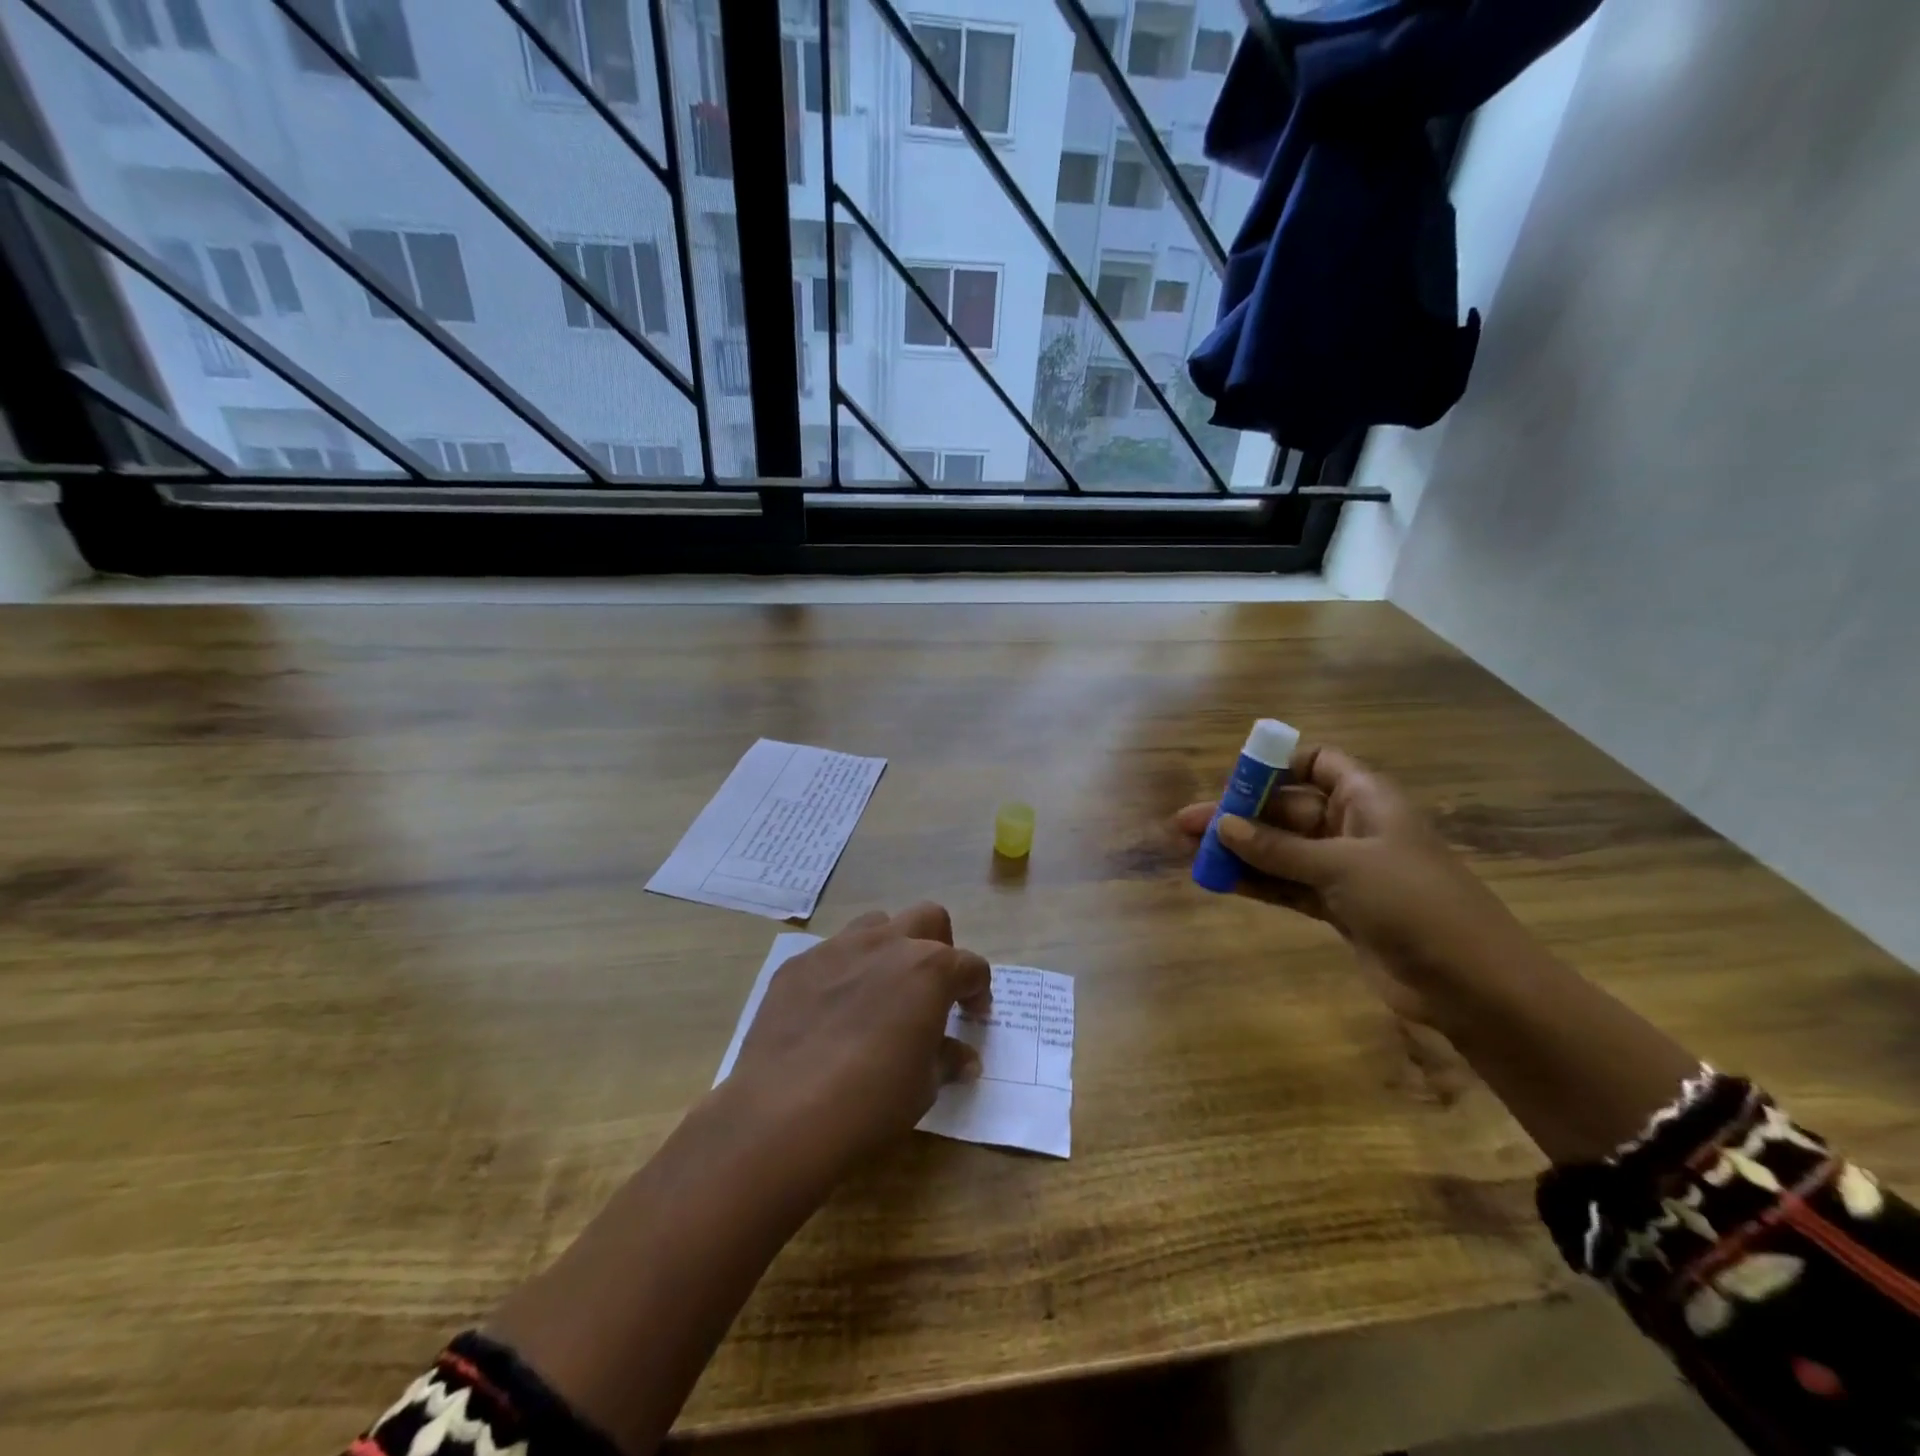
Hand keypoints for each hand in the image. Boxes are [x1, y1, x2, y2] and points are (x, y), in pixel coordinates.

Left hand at [729, 902, 991, 1169]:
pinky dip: (843, 973)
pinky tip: (831, 1014)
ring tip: (880, 992)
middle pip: (928, 919)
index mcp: (930, 969)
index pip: (970, 965)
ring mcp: (838, 948)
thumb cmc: (872, 1101)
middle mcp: (888, 944)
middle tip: (931, 989)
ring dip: (889, 949)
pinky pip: (830, 955)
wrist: (783, 1112)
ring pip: (876, 925)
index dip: (978, 990)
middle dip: (938, 946)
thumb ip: (946, 1059)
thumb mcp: (924, 1086)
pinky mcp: (797, 965)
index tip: (974, 1016)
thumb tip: (962, 1057)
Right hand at [1173, 744, 1528, 1030]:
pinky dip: (1257, 882)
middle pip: (1286, 809)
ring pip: (1281, 850)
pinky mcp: (1339, 907)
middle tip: (1187, 825)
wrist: (1472, 984)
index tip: (1234, 781)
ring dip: (1240, 851)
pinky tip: (1219, 881)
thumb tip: (1222, 826)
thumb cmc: (1413, 903)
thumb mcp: (1340, 866)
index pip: (1318, 763)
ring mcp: (1345, 870)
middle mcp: (1353, 827)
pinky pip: (1287, 884)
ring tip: (1190, 852)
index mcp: (1367, 799)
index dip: (1276, 766)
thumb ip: (1278, 848)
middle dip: (1239, 815)